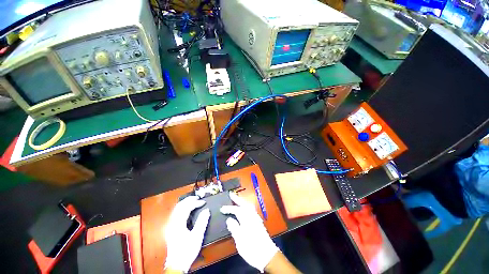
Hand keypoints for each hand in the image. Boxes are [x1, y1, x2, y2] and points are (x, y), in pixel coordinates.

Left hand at [164, 196, 209, 272]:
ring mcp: (170, 226)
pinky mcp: (170, 229)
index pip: (186, 208)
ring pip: (176, 210)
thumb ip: (202, 221)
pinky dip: (182, 209)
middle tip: (197, 197)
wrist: (177, 265)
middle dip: (188, 200)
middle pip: (179, 206)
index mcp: (178, 224)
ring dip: (185, 203)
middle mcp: (172, 223)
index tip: (203, 202)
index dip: (195, 203)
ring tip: (193, 201)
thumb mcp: (197, 236)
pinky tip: (187, 210)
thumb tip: (207, 210)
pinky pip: (175, 214)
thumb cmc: (187, 250)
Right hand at [220, 192, 278, 271]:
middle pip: (244, 204)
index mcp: (247, 219)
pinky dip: (246, 206)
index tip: (222, 209)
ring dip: (242, 202)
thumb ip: (234, 228)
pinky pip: (251, 210)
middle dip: (237, 199)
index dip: (229, 208)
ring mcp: (256, 218)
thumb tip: (229, 219)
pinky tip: (245, 209)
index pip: (237, 210)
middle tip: (231, 194)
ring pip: (248, 206)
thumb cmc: (252, 248)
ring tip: (237, 200)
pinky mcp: (259, 222)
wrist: (267, 255)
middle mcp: (252, 216)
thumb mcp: (240, 240)